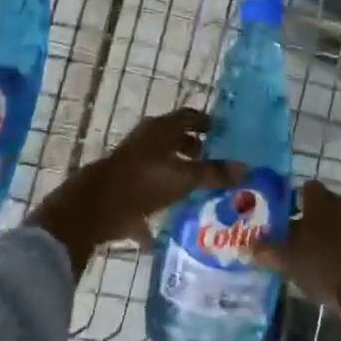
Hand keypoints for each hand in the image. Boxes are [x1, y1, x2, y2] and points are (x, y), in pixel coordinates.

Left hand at [31, 109, 242, 274]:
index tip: (224, 132)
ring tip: (198, 189)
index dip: (207, 122)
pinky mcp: (123, 186)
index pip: (190, 117)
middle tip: (215, 161)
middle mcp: (147, 140)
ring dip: (177, 173)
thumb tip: (246, 168)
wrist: (95, 207)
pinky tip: (170, 223)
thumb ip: (213, 173)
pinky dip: (159, 202)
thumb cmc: (143, 182)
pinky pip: (147, 190)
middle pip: (175, 139)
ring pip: (161, 163)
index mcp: (161, 129)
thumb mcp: (184, 178)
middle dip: (194, 149)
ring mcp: (132, 162)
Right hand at [259, 182, 340, 340]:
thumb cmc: (322, 262)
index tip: (278, 212)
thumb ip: (265, 251)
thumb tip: (244, 248)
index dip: (292, 197)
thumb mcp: (286, 258)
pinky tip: (320, 268)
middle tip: (285, 235)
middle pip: (319, 207)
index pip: (305, 188)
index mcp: (320, 200)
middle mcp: (339, 207)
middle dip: (304, 219)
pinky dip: (333, 252)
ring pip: (332, 225)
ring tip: (300, 254)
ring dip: (320, 236)